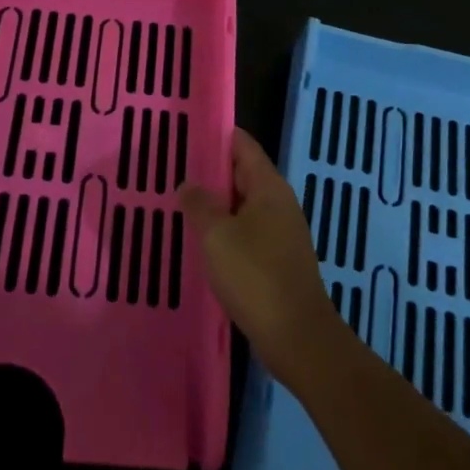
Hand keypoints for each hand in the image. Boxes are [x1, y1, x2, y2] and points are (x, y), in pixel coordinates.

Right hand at [180, 128, 339, 386]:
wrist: (297, 337)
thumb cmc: (255, 277)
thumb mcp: (217, 236)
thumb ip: (199, 204)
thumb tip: (188, 183)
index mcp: (268, 187)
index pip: (242, 145)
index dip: (216, 135)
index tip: (185, 132)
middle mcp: (279, 203)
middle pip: (242, 173)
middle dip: (210, 171)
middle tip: (172, 168)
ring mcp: (281, 232)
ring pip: (242, 205)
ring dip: (215, 203)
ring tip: (180, 202)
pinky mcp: (277, 259)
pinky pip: (246, 231)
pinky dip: (225, 229)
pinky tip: (202, 241)